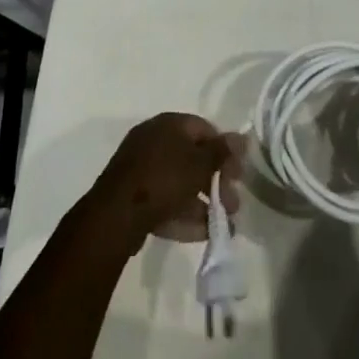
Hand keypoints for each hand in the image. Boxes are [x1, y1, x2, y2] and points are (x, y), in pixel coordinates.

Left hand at [87, 113, 243, 247]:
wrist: (116, 214)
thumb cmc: (164, 179)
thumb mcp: (199, 164)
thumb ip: (222, 152)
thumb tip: (242, 137)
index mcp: (169, 124)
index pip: (205, 129)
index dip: (224, 150)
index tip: (237, 175)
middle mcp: (154, 140)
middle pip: (193, 158)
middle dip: (216, 183)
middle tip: (233, 205)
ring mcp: (142, 168)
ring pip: (180, 183)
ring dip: (203, 203)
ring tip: (222, 226)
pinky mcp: (134, 195)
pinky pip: (165, 200)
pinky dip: (183, 214)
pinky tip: (201, 234)